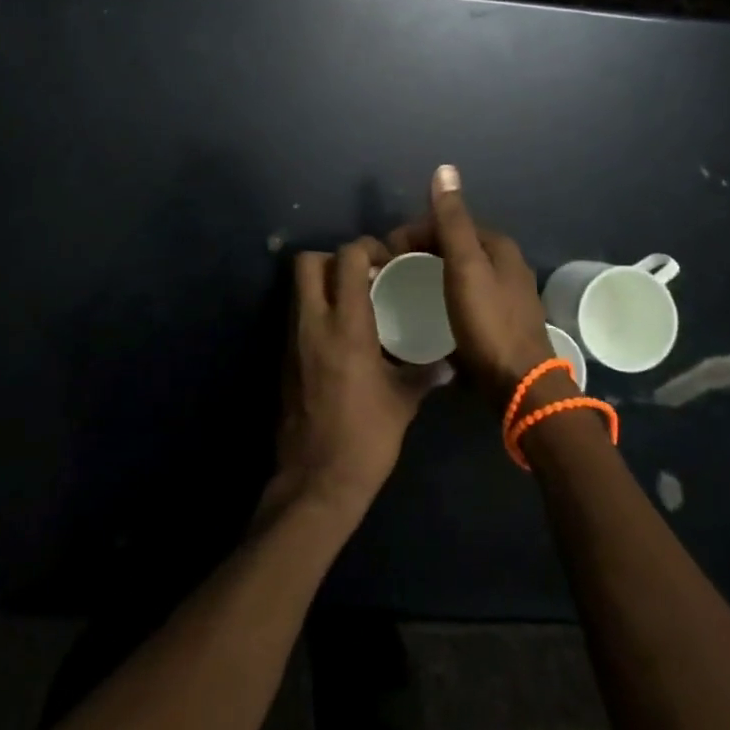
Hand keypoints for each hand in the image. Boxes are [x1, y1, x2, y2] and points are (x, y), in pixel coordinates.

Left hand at [266, 238, 444, 521]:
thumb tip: (445, 362)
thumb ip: (423, 373)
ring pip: (299, 287)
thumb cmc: (366, 438)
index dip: (366, 249)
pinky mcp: (284, 358)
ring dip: (323, 283)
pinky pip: (297, 315)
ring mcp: (293, 340)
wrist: (316, 481)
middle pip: (308, 262)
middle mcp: (313, 323)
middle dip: (334, 259)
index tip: (387, 263)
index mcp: (346, 326)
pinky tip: (341, 334)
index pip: (347, 259)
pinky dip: (316, 310)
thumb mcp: (402, 402)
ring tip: (355, 302)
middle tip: (363, 276)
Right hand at [390, 165, 558, 409]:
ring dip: (429, 276)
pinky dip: (441, 298)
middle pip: (452, 247)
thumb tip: (444, 168)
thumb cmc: (488, 322)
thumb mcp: (465, 266)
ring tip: (401, 294)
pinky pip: (462, 298)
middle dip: (419, 253)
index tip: (385, 256)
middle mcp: (505, 265)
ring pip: (456, 273)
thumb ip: (452, 220)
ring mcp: (504, 296)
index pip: (447, 223)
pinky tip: (426, 314)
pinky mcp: (499, 323)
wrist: (520, 387)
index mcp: (498, 246)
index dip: (413, 233)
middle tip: (389, 275)